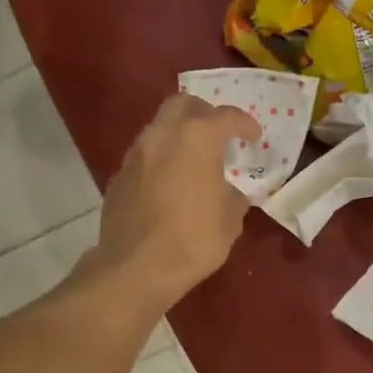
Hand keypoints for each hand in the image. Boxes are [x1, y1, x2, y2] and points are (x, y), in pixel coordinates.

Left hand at [89, 93, 260, 308]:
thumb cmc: (193, 240)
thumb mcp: (229, 222)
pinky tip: (169, 185)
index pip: (225, 116)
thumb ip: (233, 198)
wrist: (135, 267)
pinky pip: (144, 156)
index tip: (254, 136)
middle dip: (204, 113)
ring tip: (193, 161)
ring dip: (178, 136)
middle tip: (218, 134)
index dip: (244, 124)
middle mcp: (162, 135)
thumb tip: (231, 195)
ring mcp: (135, 154)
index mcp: (196, 138)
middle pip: (183, 104)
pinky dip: (160, 160)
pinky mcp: (118, 176)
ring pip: (159, 128)